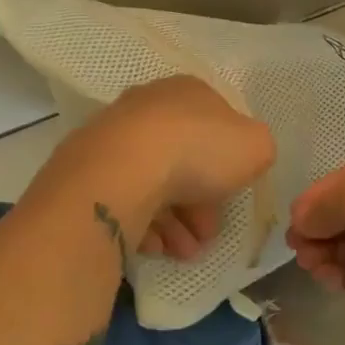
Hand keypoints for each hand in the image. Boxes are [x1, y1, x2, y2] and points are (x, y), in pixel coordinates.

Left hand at [64, 76, 273, 259]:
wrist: (121, 173)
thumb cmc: (196, 151)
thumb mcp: (255, 146)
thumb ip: (257, 148)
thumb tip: (245, 156)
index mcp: (188, 91)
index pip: (216, 126)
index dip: (229, 166)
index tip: (232, 201)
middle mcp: (148, 107)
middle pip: (184, 159)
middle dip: (201, 204)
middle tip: (206, 236)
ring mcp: (113, 137)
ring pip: (153, 183)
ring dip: (175, 223)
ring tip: (183, 253)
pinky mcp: (87, 170)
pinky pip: (124, 199)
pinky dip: (142, 225)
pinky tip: (155, 248)